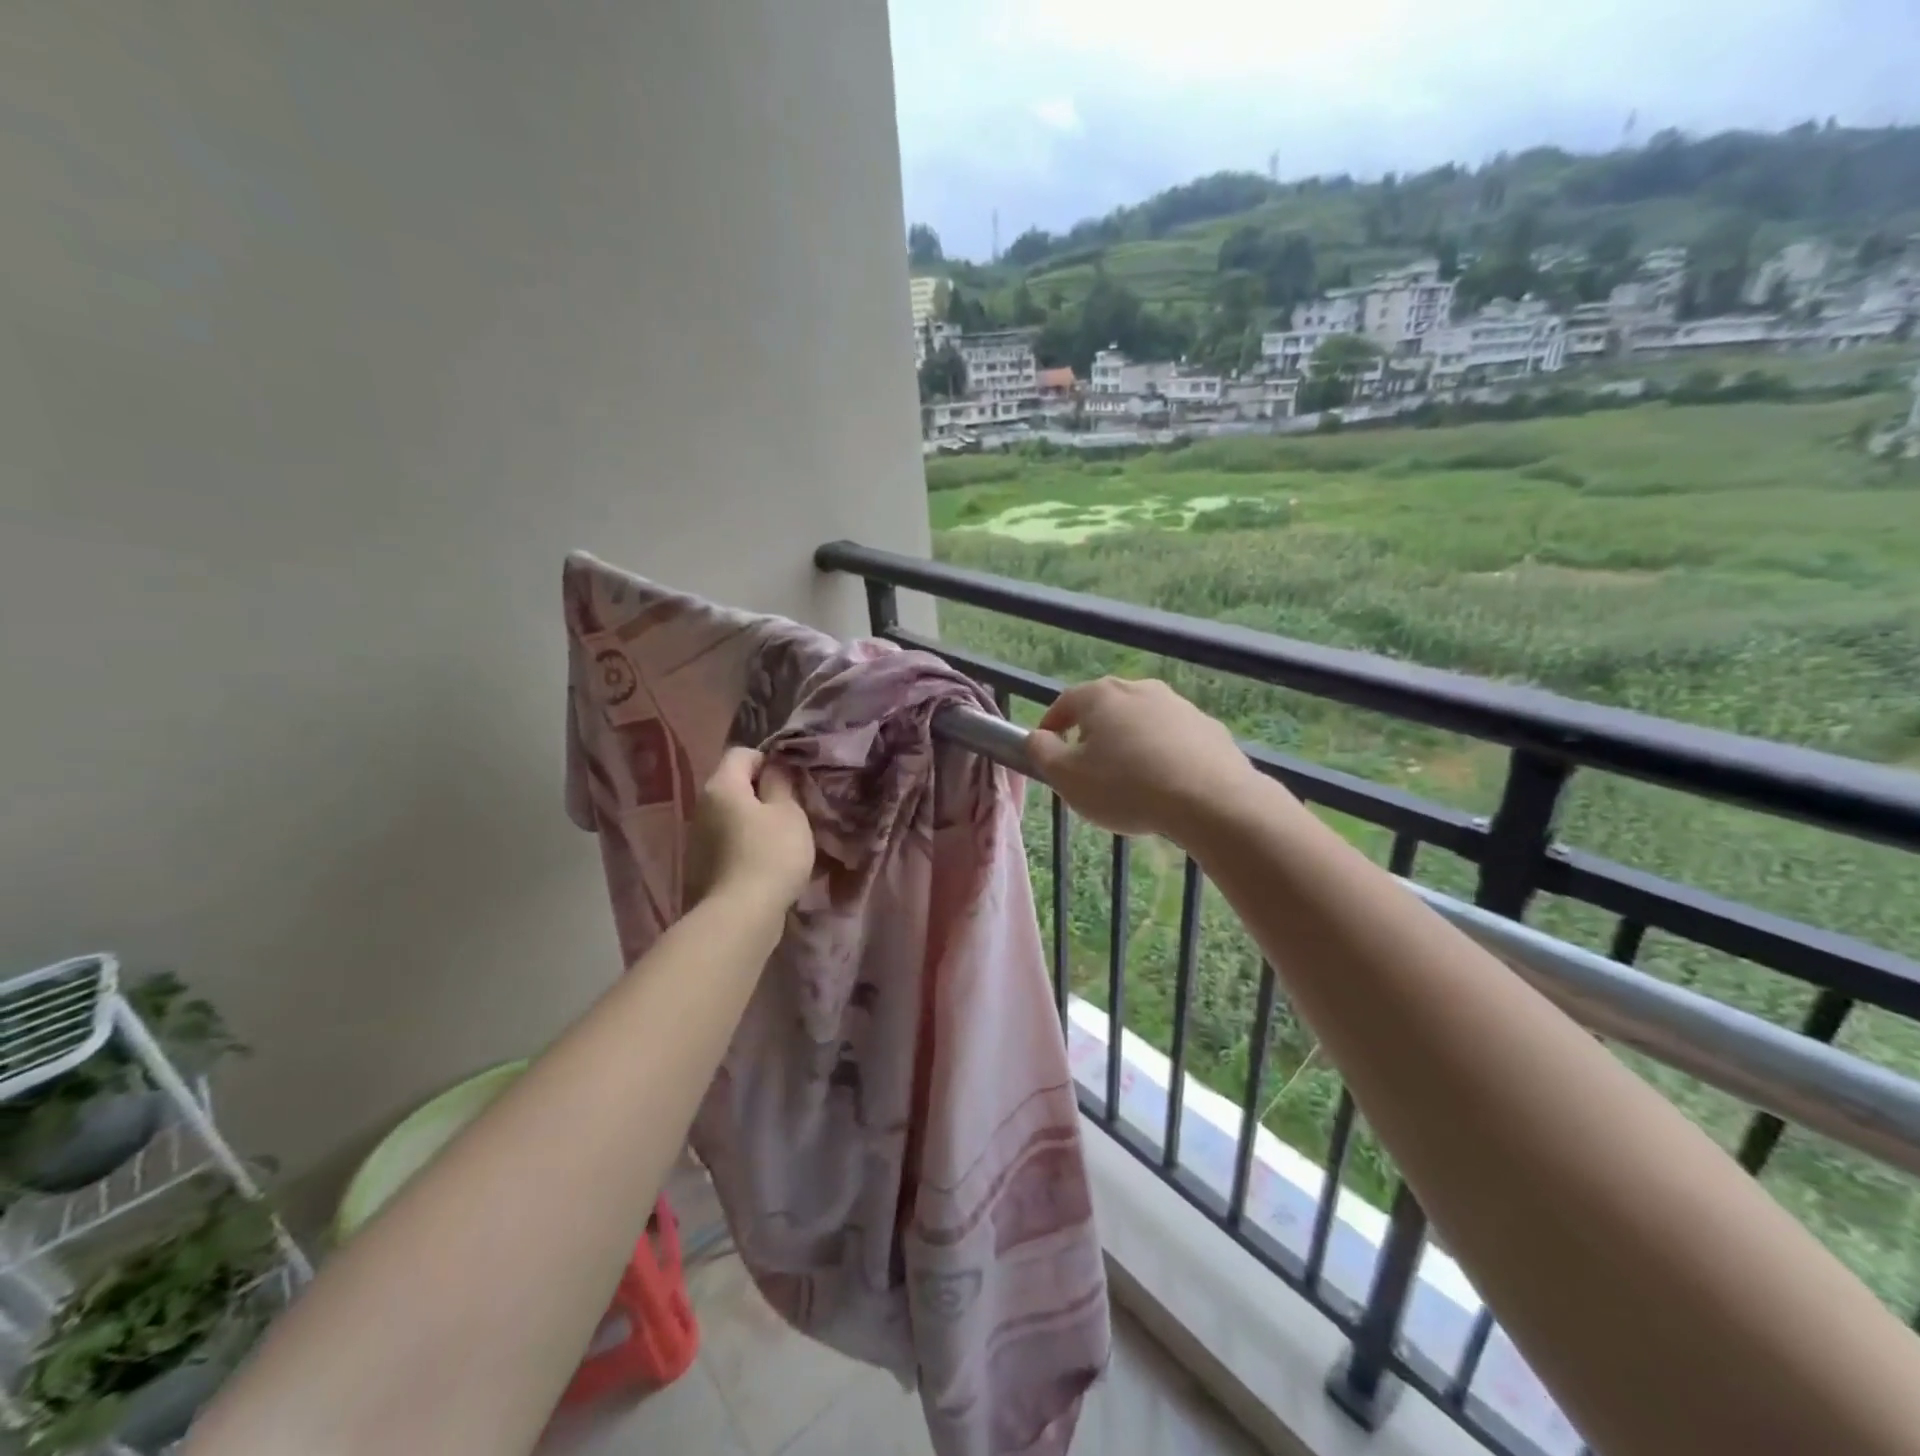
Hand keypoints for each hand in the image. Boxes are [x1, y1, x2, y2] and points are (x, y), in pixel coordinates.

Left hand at [685, 748, 814, 912]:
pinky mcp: (701, 867)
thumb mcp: (789, 813)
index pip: (742, 753)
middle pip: (734, 786)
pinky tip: (766, 866)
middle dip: (762, 794)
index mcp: (722, 786)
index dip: (768, 760)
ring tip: (782, 841)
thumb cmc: (771, 855)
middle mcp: (702, 807)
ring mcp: (697, 839)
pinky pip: (727, 844)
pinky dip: (745, 847)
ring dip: (754, 822)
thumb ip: (781, 783)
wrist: (740, 917)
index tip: (791, 781)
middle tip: (792, 811)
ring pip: (731, 817)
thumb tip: (773, 769)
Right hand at [1027, 677, 1254, 839]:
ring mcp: (1178, 705)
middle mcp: (1139, 689)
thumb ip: (1041, 753)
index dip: (1050, 727)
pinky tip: (1165, 786)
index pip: (1064, 704)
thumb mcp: (1067, 777)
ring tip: (1129, 783)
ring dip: (1129, 745)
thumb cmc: (1126, 787)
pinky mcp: (1208, 728)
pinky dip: (1162, 756)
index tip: (1047, 751)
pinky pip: (1173, 740)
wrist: (1211, 800)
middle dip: (1092, 736)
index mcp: (1100, 696)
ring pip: (1140, 724)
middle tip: (1087, 771)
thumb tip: (1037, 738)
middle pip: (1104, 710)